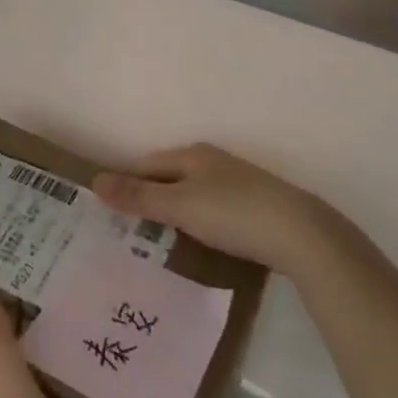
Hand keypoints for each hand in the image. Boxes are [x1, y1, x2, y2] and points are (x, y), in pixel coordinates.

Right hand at [93, 144, 333, 277]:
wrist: (301, 234)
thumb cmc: (234, 214)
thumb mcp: (180, 206)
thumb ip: (139, 196)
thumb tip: (96, 180)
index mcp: (193, 154)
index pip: (146, 164)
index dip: (125, 184)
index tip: (107, 212)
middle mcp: (214, 162)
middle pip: (169, 177)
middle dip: (148, 199)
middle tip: (125, 232)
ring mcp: (237, 183)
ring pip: (192, 194)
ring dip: (173, 213)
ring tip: (155, 243)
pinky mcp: (255, 206)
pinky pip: (213, 210)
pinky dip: (198, 223)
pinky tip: (197, 243)